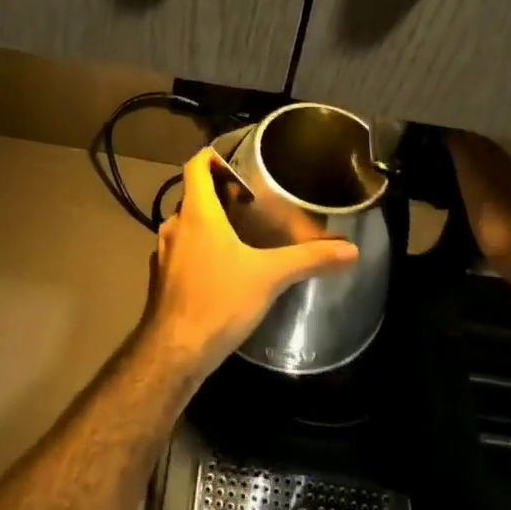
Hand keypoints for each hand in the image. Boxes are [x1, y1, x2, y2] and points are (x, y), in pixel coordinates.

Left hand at [142, 147, 358, 377]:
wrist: (174, 353)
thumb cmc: (219, 302)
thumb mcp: (269, 277)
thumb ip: (308, 259)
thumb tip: (350, 249)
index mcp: (197, 213)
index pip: (195, 165)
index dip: (212, 157)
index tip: (236, 163)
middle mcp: (175, 225)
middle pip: (192, 195)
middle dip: (218, 193)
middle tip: (249, 202)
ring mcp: (162, 253)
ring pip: (185, 225)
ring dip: (208, 223)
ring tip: (239, 235)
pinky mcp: (160, 279)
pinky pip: (180, 251)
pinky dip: (198, 250)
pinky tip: (220, 270)